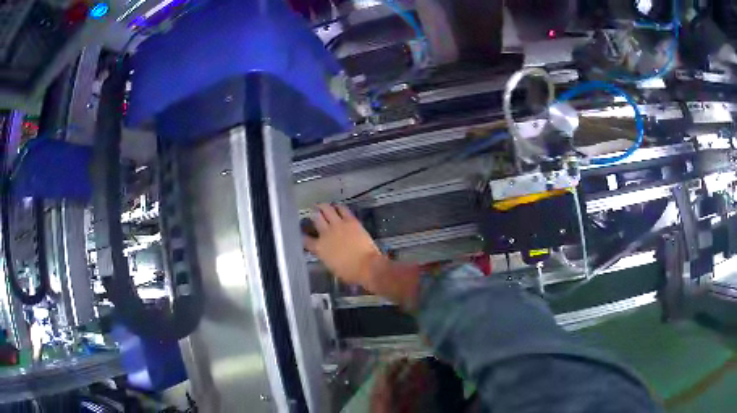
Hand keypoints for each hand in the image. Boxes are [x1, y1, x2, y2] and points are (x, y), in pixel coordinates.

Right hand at [304, 204, 420, 307]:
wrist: (367, 266)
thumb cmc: (349, 273)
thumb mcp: (331, 267)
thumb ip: (326, 256)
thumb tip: (326, 253)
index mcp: (319, 248)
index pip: (306, 240)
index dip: (303, 236)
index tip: (303, 233)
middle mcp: (325, 234)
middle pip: (315, 219)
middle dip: (313, 215)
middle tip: (313, 212)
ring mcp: (338, 225)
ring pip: (326, 210)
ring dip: (323, 206)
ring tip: (321, 205)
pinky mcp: (350, 221)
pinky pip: (343, 209)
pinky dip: (339, 207)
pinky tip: (337, 206)